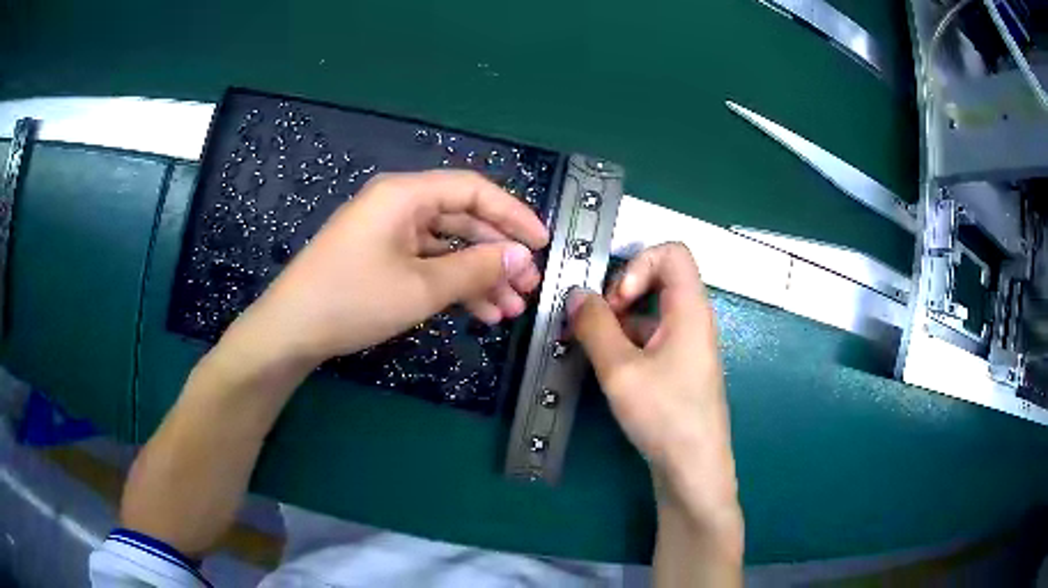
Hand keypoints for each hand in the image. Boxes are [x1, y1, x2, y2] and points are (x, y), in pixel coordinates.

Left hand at [226, 170, 549, 367]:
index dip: (513, 214)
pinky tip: (480, 312)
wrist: (290, 331)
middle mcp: (398, 205)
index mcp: (405, 194)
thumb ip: (476, 268)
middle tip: (529, 285)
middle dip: (498, 253)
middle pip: (462, 218)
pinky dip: (452, 284)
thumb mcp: (420, 287)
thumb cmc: (353, 299)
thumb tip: (523, 257)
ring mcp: (388, 233)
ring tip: (510, 308)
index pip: (473, 190)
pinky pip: (426, 263)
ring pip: (447, 246)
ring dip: (479, 275)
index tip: (542, 244)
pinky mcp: (380, 258)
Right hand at [568, 243, 740, 533]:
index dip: (639, 263)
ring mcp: (686, 345)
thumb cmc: (665, 416)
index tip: (618, 300)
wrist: (693, 469)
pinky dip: (625, 342)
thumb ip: (595, 326)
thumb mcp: (620, 370)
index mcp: (690, 309)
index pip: (673, 252)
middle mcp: (692, 320)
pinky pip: (650, 337)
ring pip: (650, 310)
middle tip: (596, 323)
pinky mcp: (678, 367)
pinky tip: (604, 368)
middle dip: (620, 291)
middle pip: (659, 278)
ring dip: (617, 320)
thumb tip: (575, 294)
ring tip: (588, 347)